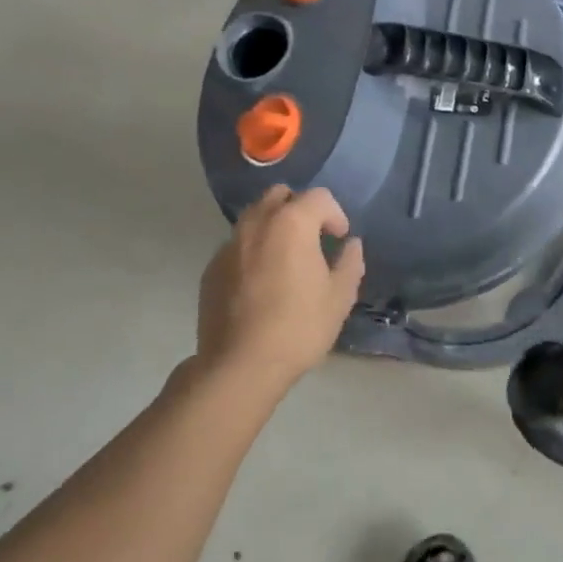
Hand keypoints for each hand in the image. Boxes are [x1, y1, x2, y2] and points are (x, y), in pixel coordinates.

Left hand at [196, 185, 364, 391]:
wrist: (239, 366)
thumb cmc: (298, 327)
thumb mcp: (339, 298)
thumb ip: (350, 263)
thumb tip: (351, 245)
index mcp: (292, 223)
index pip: (318, 197)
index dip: (335, 214)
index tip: (339, 239)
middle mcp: (257, 223)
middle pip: (280, 195)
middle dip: (299, 208)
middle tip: (311, 238)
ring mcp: (229, 244)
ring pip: (254, 216)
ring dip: (273, 226)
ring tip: (285, 258)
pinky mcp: (211, 268)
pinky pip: (237, 244)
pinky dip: (252, 250)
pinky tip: (261, 281)